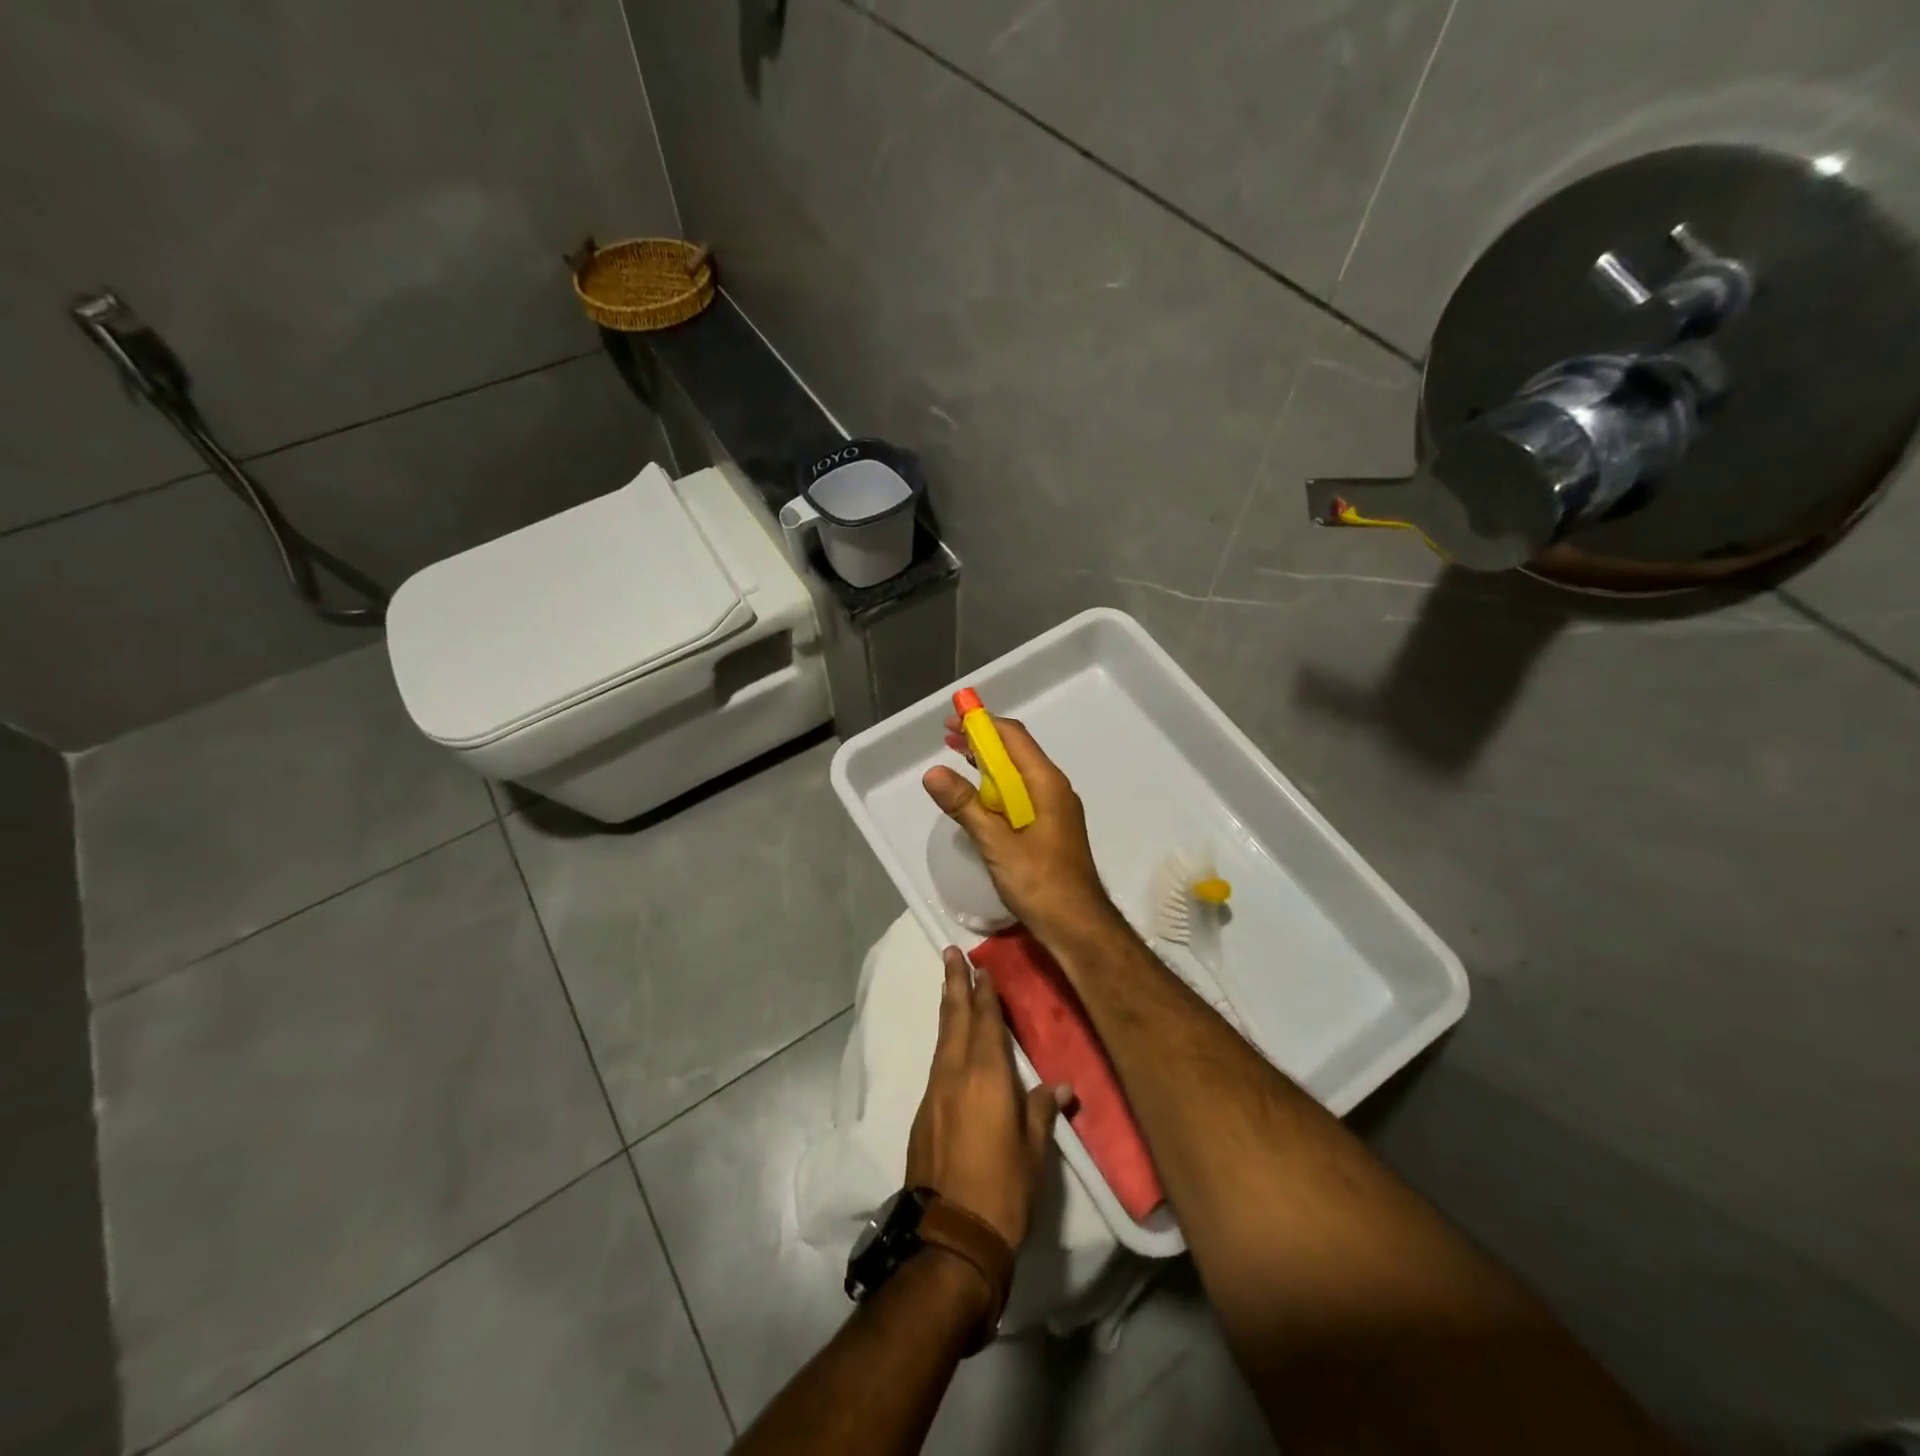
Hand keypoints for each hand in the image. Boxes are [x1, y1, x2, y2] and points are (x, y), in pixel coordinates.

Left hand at [905, 948, 1070, 1248]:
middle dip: (954, 984)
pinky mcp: (922, 1114)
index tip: (981, 966)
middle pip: (954, 1019)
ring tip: (949, 987)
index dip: (984, 992)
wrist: (949, 1238)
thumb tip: (1060, 1086)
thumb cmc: (1003, 1192)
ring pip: (942, 1040)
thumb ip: (1041, 1111)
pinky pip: (936, 1065)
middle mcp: (955, 1075)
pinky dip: (944, 1043)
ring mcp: (934, 1094)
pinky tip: (950, 1046)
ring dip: (947, 1010)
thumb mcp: (1033, 1153)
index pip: (985, 1022)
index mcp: (986, 1077)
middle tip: (950, 953)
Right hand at [922, 715, 1119, 942]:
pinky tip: (979, 798)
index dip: (982, 724)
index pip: (1013, 737)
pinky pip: (1021, 794)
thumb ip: (965, 805)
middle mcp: (1053, 788)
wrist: (1077, 925)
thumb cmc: (1039, 882)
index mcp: (1046, 783)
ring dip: (988, 765)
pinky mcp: (1050, 827)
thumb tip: (932, 772)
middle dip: (982, 742)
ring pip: (1018, 774)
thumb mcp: (995, 843)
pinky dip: (997, 787)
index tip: (951, 722)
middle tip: (948, 739)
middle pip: (1016, 751)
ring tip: (957, 761)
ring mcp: (1055, 808)